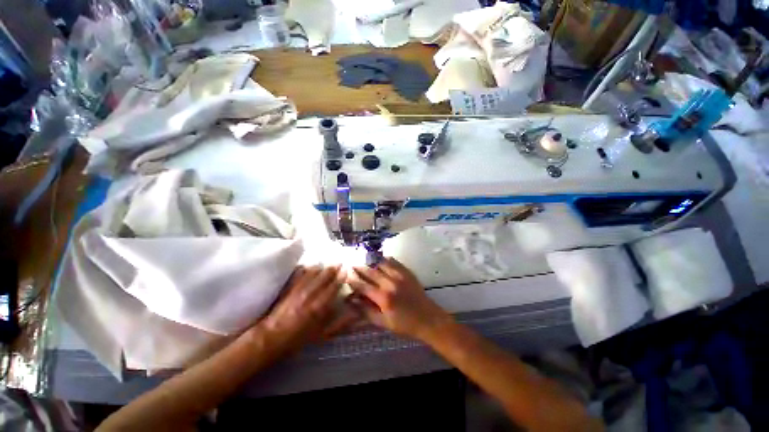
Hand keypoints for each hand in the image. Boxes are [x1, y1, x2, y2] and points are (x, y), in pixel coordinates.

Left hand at [259, 265, 357, 353]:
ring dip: (318, 267)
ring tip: (324, 263)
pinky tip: (305, 266)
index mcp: (320, 306)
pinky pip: (296, 275)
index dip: (340, 278)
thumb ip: (340, 324)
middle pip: (322, 277)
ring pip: (309, 274)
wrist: (274, 336)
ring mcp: (296, 290)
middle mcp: (309, 295)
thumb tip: (355, 314)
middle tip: (338, 262)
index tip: (346, 270)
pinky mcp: (286, 289)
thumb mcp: (323, 335)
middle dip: (331, 269)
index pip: (332, 287)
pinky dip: (302, 269)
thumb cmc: (300, 339)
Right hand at [347, 258, 452, 339]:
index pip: (363, 286)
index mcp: (383, 298)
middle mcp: (391, 284)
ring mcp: (401, 277)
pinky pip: (396, 263)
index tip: (345, 277)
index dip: (353, 282)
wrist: (429, 321)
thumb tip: (352, 302)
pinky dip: (386, 260)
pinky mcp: (409, 275)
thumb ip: (366, 311)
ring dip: (372, 262)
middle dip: (360, 268)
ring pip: (383, 264)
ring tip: (364, 261)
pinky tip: (381, 260)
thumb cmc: (405, 325)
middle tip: (351, 265)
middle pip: (371, 272)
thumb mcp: (383, 323)